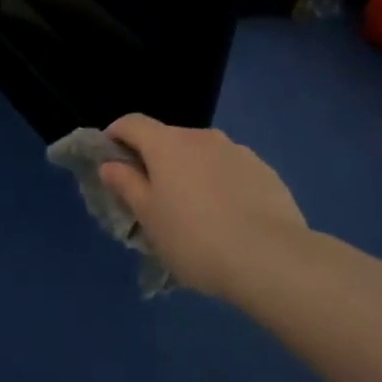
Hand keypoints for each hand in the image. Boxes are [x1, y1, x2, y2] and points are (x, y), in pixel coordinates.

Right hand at [97, 115, 308, 302]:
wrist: (271, 259)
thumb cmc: (194, 238)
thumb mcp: (148, 218)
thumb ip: (127, 185)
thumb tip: (110, 164)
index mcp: (167, 144)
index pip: (131, 123)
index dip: (115, 136)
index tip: (110, 160)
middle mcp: (201, 137)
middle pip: (168, 140)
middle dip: (156, 162)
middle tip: (153, 200)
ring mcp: (237, 151)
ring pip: (202, 156)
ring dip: (191, 173)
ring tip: (195, 214)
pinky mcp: (265, 171)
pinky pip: (231, 171)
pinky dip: (221, 185)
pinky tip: (229, 219)